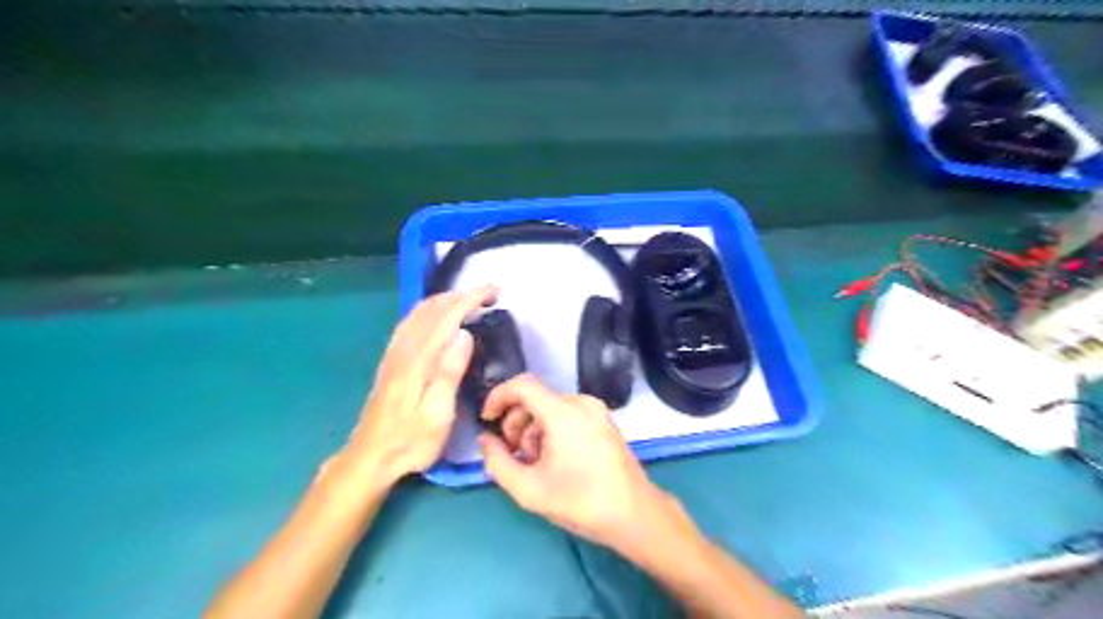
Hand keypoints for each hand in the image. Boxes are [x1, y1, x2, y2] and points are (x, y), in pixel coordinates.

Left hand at [346, 282, 498, 484]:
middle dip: (462, 294)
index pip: (447, 316)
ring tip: (470, 299)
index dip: (471, 299)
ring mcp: (394, 353)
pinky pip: (410, 321)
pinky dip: (430, 309)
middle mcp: (404, 349)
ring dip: (447, 298)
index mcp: (418, 360)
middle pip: (433, 307)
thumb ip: (449, 373)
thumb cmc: (410, 442)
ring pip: (420, 311)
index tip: (494, 292)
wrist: (369, 458)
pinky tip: (438, 314)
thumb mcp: (437, 415)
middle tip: (490, 293)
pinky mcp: (391, 360)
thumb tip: (465, 334)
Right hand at [480, 374, 685, 553]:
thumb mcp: (528, 488)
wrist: (634, 514)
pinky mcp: (605, 422)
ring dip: (534, 430)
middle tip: (512, 454)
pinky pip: (569, 415)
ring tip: (534, 463)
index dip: (498, 396)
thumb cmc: (580, 501)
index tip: (487, 419)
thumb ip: (498, 462)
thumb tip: (485, 440)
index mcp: (563, 412)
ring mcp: (597, 411)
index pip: (522, 385)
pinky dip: (553, 431)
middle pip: (536, 399)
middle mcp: (581, 403)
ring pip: (552, 408)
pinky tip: (554, 460)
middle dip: (516, 423)